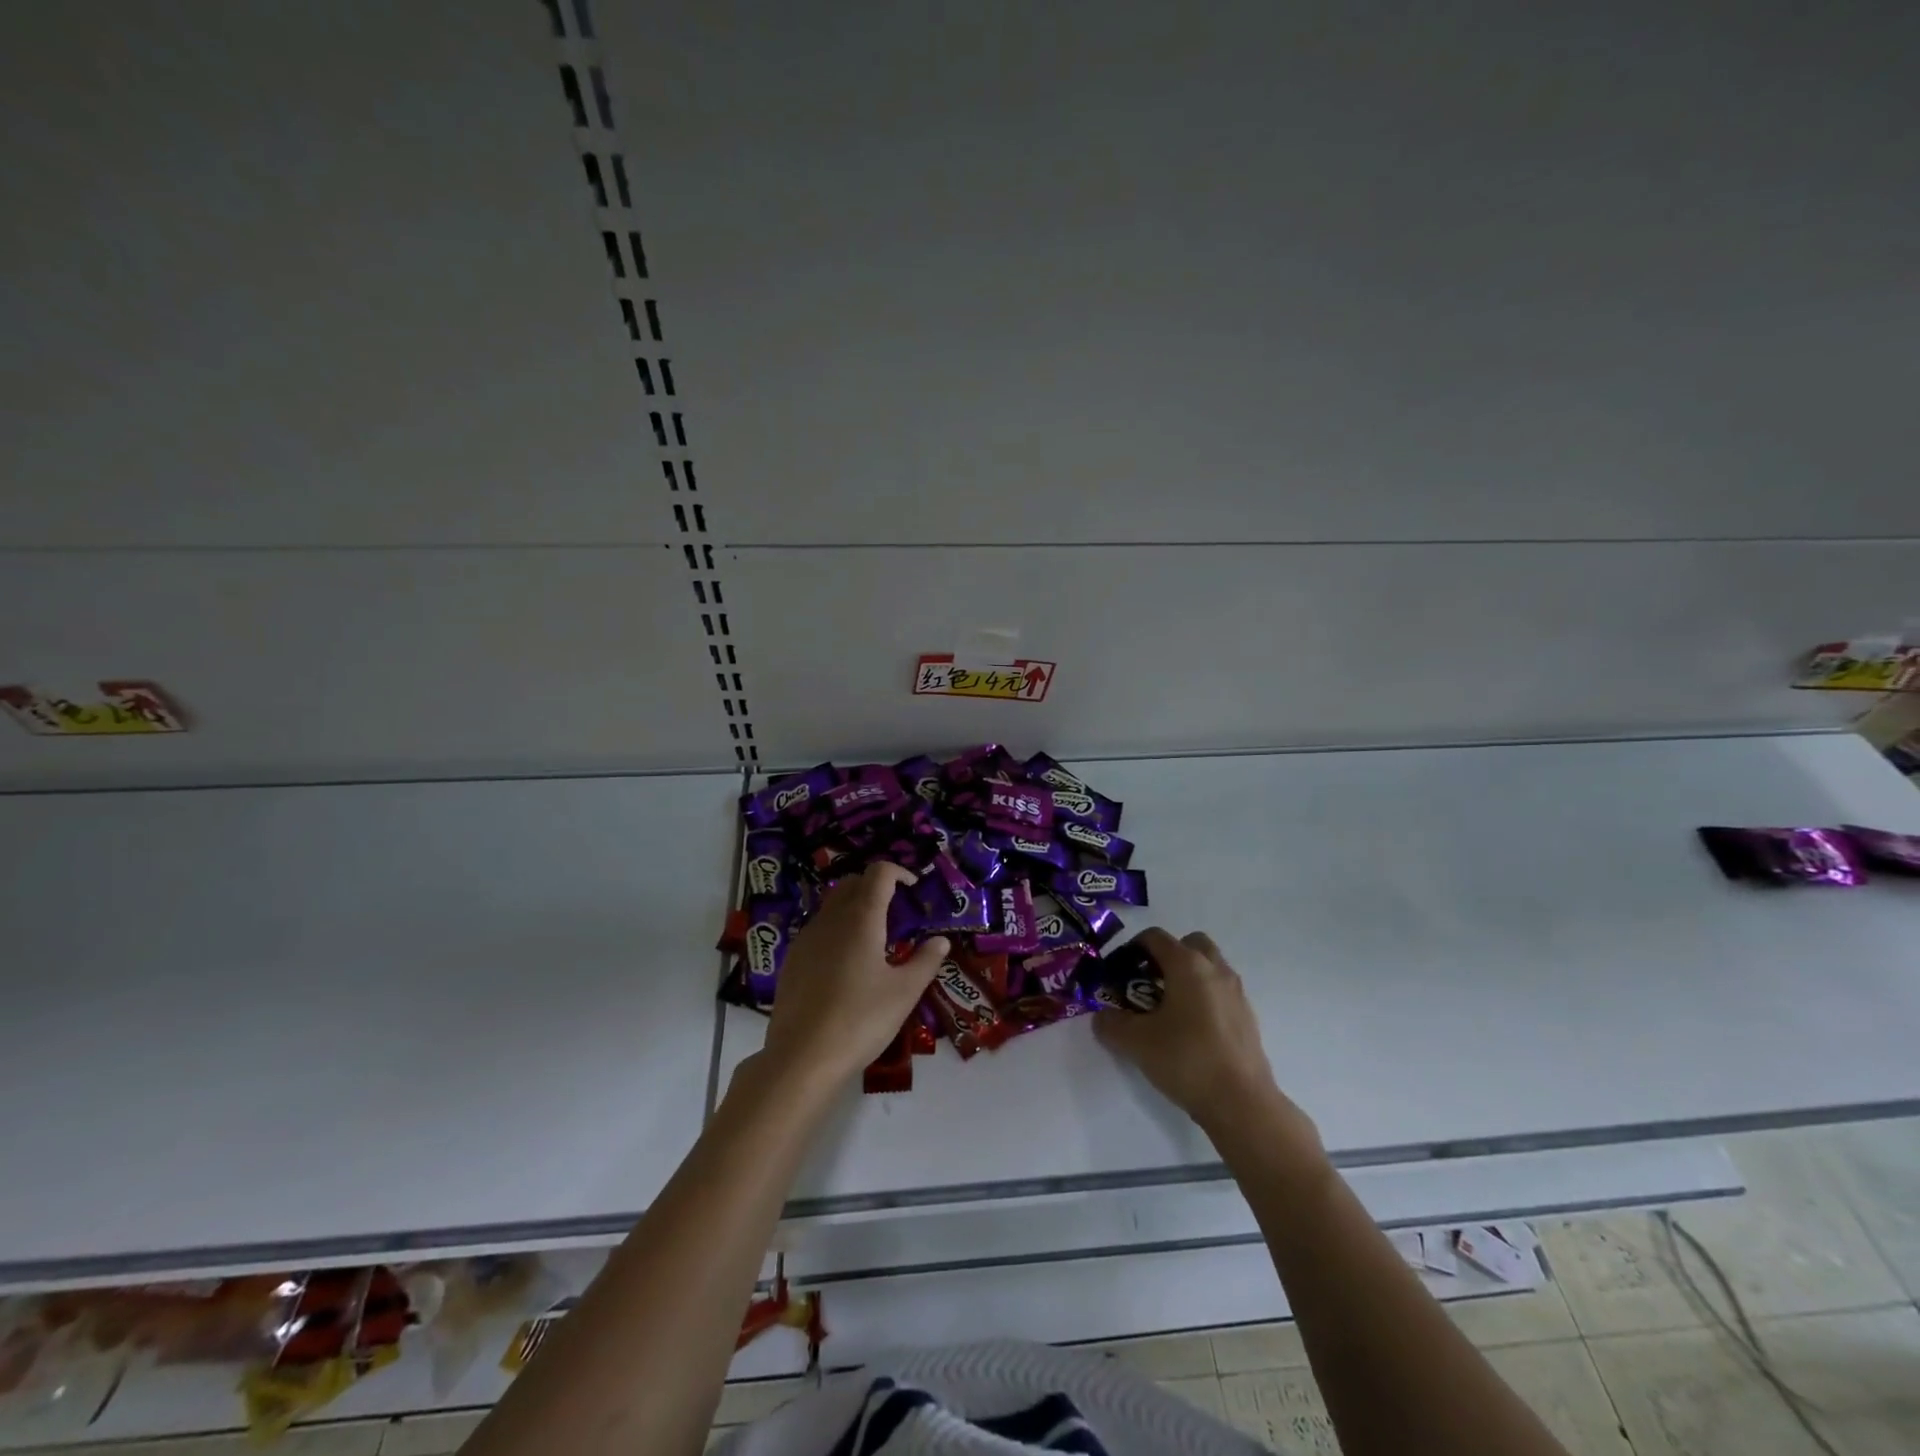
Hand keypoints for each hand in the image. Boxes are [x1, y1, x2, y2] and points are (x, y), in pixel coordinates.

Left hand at [760, 862, 949, 1090]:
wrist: (801, 1058)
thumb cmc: (860, 1020)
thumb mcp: (904, 993)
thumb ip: (926, 961)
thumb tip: (940, 940)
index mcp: (861, 918)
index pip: (879, 873)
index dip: (899, 872)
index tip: (914, 888)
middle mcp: (831, 918)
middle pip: (852, 883)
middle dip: (876, 887)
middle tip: (897, 912)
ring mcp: (806, 938)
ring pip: (832, 905)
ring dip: (855, 907)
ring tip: (874, 939)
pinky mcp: (792, 960)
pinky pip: (818, 929)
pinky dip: (837, 930)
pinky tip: (846, 964)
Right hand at [1094, 928, 1313, 1146]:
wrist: (1241, 1103)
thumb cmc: (1186, 1060)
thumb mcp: (1135, 1042)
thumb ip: (1110, 1023)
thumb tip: (1102, 1017)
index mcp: (1187, 964)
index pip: (1154, 937)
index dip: (1131, 949)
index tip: (1118, 974)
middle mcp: (1215, 969)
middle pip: (1188, 944)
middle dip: (1166, 957)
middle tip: (1147, 985)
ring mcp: (1236, 992)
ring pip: (1208, 968)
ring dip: (1187, 977)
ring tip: (1167, 1010)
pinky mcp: (1248, 1017)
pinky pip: (1220, 992)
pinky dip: (1203, 998)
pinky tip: (1190, 1031)